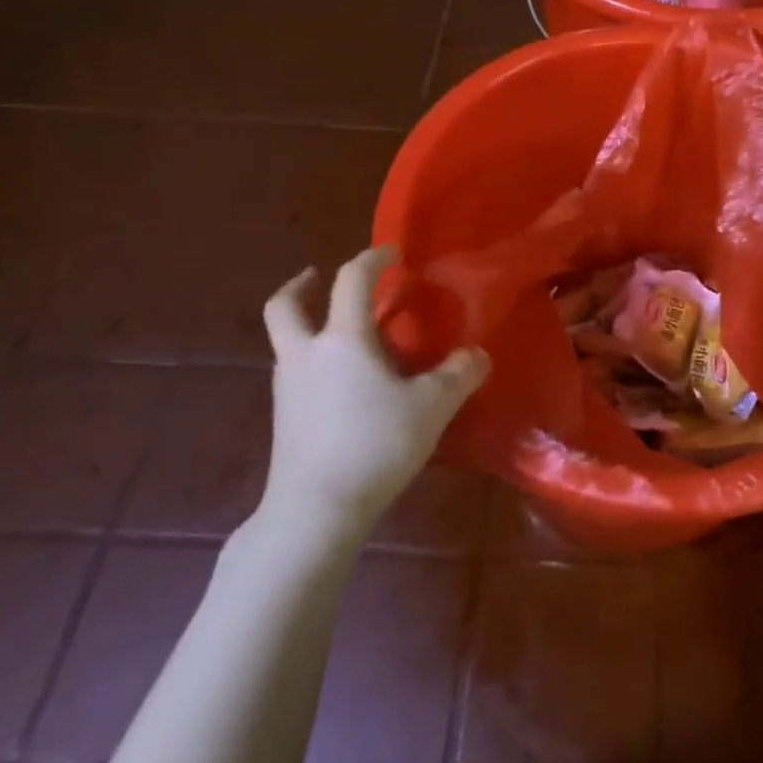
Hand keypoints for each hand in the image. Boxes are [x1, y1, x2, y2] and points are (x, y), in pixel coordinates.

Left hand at [260, 247, 488, 535]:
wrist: (316, 510)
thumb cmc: (375, 444)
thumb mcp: (433, 406)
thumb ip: (459, 374)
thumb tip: (478, 354)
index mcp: (343, 339)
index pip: (351, 280)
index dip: (372, 258)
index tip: (391, 253)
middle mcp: (306, 354)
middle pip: (285, 306)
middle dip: (301, 285)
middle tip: (318, 278)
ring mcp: (287, 387)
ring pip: (286, 341)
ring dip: (307, 325)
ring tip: (343, 336)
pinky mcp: (283, 419)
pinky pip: (295, 372)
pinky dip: (312, 361)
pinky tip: (341, 383)